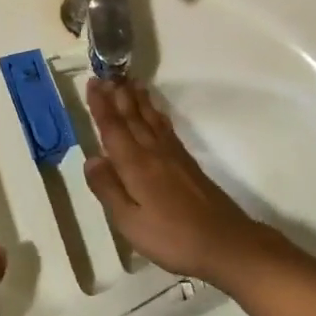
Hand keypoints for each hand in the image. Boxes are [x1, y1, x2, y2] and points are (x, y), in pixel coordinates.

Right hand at [84, 79, 268, 285]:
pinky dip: (156, 113)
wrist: (225, 243)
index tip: (92, 83)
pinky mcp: (187, 162)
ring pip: (149, 118)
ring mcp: (172, 155)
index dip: (101, 105)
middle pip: (132, 117)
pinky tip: (154, 112)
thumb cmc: (171, 237)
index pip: (112, 128)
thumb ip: (108, 189)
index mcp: (135, 165)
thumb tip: (90, 159)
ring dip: (137, 99)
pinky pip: (165, 128)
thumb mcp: (129, 222)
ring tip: (129, 81)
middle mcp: (152, 152)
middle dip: (117, 95)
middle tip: (106, 73)